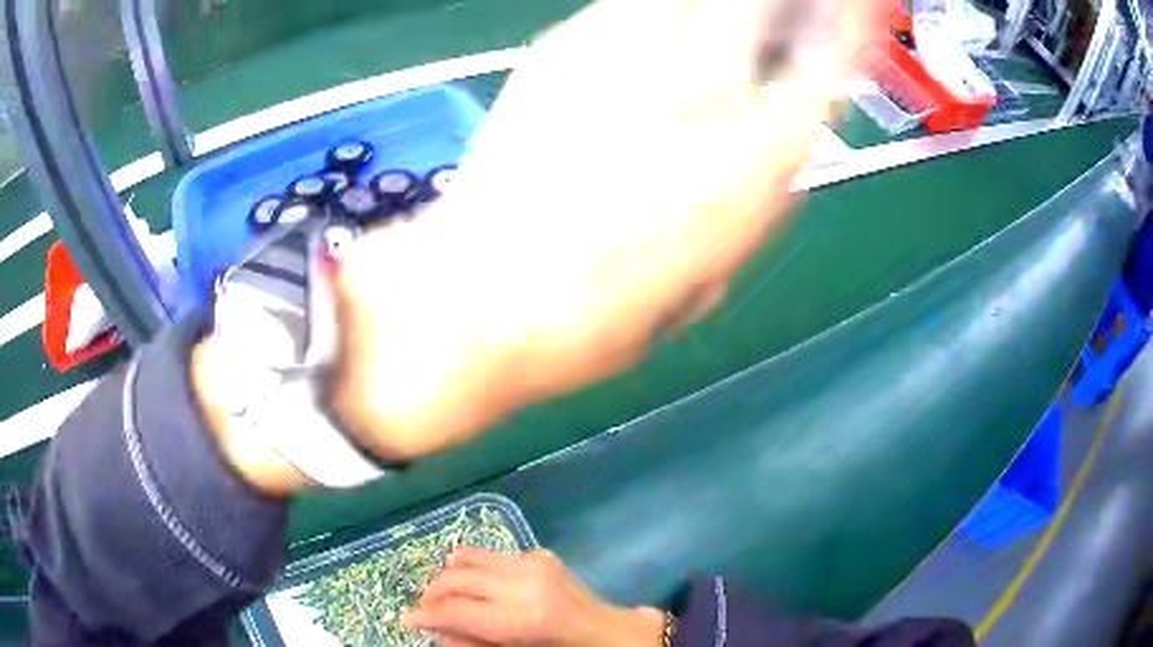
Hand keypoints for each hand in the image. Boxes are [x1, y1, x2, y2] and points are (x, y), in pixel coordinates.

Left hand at [329, 0, 882, 460]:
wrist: (477, 297)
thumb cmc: (595, 321)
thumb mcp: (707, 280)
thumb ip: (747, 206)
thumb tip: (764, 161)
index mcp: (760, 161)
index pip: (834, 60)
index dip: (851, 22)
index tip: (859, 7)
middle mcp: (707, 87)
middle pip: (766, 4)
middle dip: (788, 4)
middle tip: (787, 11)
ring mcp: (628, 53)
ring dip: (720, 10)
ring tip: (714, 32)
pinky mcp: (560, 46)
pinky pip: (629, 8)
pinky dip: (653, 12)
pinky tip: (648, 34)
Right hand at [405, 547, 666, 646]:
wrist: (613, 635)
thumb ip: (471, 643)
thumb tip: (431, 628)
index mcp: (522, 618)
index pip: (456, 610)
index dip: (425, 614)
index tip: (407, 620)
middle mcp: (524, 581)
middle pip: (456, 577)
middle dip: (432, 594)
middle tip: (424, 611)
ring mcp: (534, 562)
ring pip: (469, 557)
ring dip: (449, 575)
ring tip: (445, 597)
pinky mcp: (540, 555)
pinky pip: (492, 555)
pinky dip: (474, 567)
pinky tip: (477, 587)